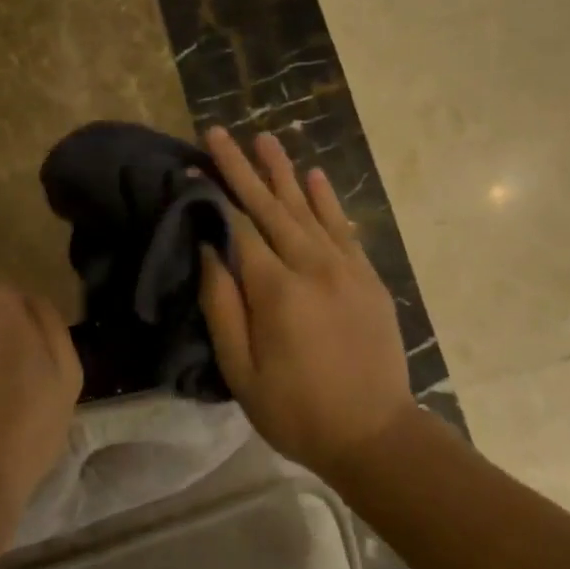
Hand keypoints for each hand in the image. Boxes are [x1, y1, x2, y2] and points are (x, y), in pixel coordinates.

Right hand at [198, 128, 416, 476]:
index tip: (193, 166)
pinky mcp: (367, 277)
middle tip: (219, 133)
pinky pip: (344, 228)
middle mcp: (312, 266)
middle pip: (271, 207)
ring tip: (265, 139)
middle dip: (242, 168)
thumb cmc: (296, 410)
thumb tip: (209, 250)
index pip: (238, 228)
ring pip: (308, 208)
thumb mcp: (241, 371)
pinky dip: (327, 200)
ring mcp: (345, 269)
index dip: (214, 195)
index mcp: (276, 291)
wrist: (376, 435)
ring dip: (284, 171)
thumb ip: (222, 307)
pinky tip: (314, 176)